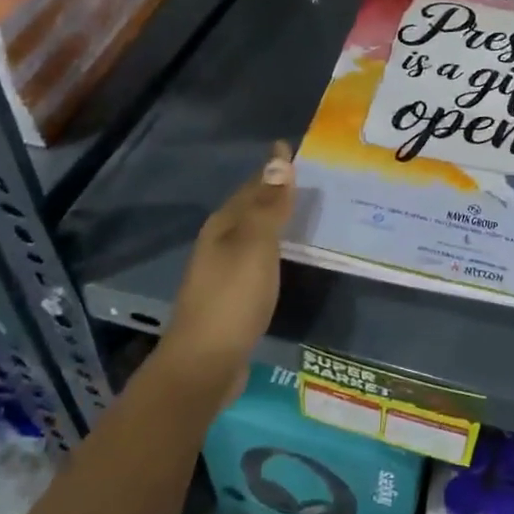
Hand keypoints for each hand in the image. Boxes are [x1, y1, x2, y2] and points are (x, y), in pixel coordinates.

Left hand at [155, 142, 294, 402]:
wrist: (204, 364)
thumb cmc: (232, 298)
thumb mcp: (255, 246)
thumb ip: (269, 205)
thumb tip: (278, 158)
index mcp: (223, 226)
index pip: (252, 186)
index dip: (273, 169)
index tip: (294, 150)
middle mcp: (219, 243)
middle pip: (249, 208)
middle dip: (275, 191)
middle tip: (309, 179)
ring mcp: (223, 272)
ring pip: (253, 234)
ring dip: (276, 221)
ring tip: (306, 213)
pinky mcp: (233, 298)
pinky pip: (258, 260)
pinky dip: (276, 249)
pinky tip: (289, 257)